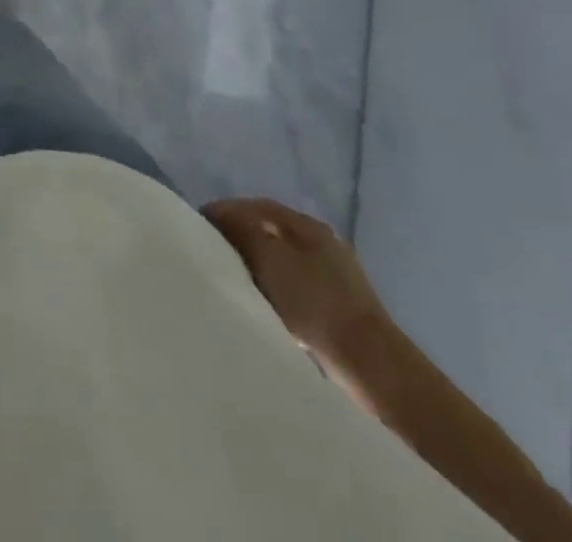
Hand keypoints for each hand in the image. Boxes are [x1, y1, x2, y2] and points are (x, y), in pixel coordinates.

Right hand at [201, 197, 390, 370]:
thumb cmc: (315, 302)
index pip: (256, 206)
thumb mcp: (269, 257)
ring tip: (233, 279)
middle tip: (212, 251)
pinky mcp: (338, 308)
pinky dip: (273, 288)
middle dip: (239, 237)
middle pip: (269, 231)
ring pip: (281, 260)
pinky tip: (263, 303)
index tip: (199, 225)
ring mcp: (334, 277)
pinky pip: (294, 286)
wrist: (371, 366)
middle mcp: (323, 244)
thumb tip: (219, 215)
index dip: (225, 211)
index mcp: (307, 225)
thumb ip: (241, 229)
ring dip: (256, 265)